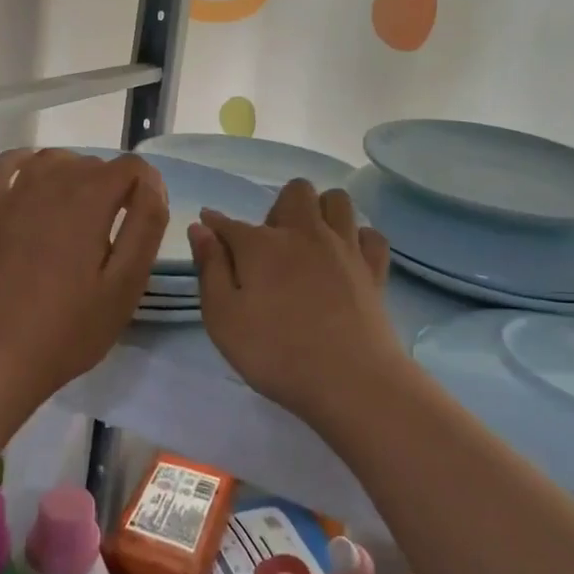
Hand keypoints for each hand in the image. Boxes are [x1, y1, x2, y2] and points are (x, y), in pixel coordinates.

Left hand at [0, 148, 168, 409]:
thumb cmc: (70, 327)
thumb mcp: (126, 283)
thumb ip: (147, 224)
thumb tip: (152, 181)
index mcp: (90, 199)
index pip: (132, 166)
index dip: (148, 188)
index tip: (145, 223)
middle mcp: (51, 182)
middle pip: (95, 163)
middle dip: (114, 188)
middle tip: (113, 235)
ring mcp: (14, 192)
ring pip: (57, 159)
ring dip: (76, 176)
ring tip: (81, 216)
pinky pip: (7, 164)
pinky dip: (26, 163)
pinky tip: (35, 181)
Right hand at [189, 180, 406, 425]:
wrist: (352, 382)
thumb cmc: (277, 354)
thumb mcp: (223, 319)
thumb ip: (210, 268)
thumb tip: (200, 227)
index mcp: (262, 244)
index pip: (230, 222)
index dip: (216, 224)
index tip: (209, 228)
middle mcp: (304, 232)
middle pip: (295, 191)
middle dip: (279, 207)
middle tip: (271, 246)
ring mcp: (344, 247)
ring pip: (337, 200)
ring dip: (322, 211)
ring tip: (311, 243)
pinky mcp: (374, 269)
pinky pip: (371, 235)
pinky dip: (358, 239)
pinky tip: (347, 259)